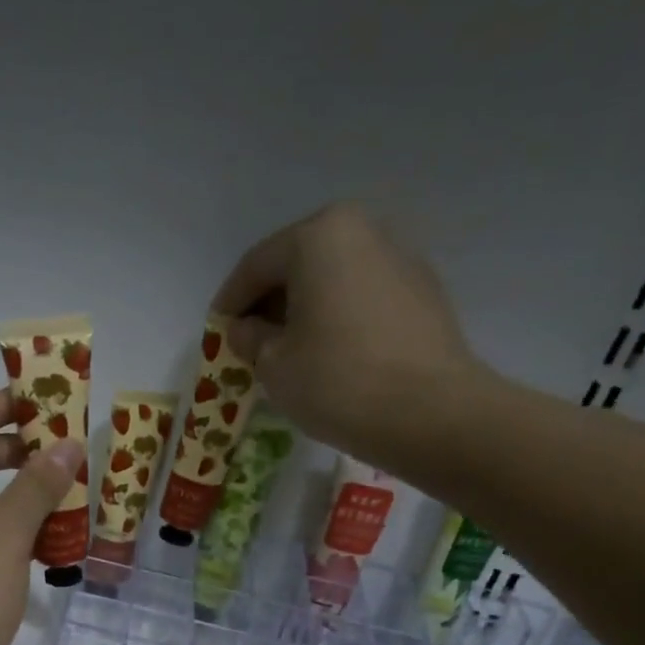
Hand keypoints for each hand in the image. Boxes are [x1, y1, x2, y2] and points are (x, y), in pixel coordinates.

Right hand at [212, 203, 497, 475]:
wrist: (430, 413)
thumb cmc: (336, 380)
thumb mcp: (273, 364)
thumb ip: (249, 338)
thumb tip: (245, 329)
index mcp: (319, 236)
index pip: (256, 265)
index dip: (229, 302)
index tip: (215, 333)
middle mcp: (363, 231)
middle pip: (297, 264)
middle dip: (267, 303)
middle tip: (248, 342)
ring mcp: (400, 259)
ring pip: (331, 280)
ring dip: (303, 311)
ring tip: (286, 352)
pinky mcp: (422, 292)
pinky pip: (361, 297)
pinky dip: (336, 318)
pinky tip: (327, 354)